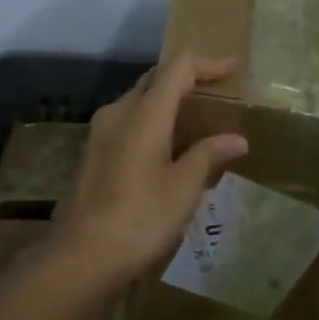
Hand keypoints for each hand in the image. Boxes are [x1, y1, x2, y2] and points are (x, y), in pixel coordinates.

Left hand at [50, 54, 248, 295]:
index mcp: (144, 113)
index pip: (177, 68)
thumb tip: (236, 139)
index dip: (207, 63)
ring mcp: (100, 131)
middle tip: (217, 91)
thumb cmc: (140, 218)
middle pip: (155, 79)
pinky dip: (152, 121)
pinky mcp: (93, 151)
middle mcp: (118, 112)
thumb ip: (208, 155)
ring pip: (139, 100)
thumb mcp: (183, 188)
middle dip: (187, 79)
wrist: (82, 255)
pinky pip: (128, 121)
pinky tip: (169, 147)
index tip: (233, 68)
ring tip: (197, 120)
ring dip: (168, 101)